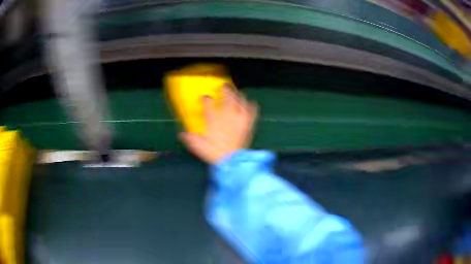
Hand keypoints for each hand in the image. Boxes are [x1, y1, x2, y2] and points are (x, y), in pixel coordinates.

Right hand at [179, 84, 257, 163]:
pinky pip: (251, 112)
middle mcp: (227, 117)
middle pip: (227, 98)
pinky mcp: (248, 125)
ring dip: (238, 95)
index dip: (206, 99)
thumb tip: (182, 134)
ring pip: (240, 102)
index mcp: (214, 121)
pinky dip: (251, 106)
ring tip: (236, 92)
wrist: (232, 162)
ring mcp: (239, 120)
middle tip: (224, 86)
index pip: (209, 104)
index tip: (205, 98)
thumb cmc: (215, 154)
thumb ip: (191, 139)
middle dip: (226, 90)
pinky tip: (251, 103)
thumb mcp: (199, 147)